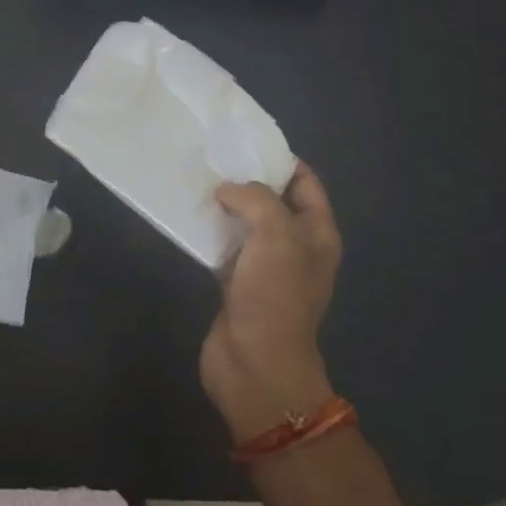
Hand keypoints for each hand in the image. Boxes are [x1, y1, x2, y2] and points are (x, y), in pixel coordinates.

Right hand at [200, 160, 342, 440]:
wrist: (255, 364)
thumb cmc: (274, 296)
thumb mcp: (276, 235)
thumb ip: (254, 199)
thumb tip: (227, 190)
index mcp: (317, 234)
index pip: (305, 183)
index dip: (281, 159)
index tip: (245, 141)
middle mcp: (295, 246)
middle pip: (273, 200)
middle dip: (247, 178)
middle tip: (214, 156)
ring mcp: (265, 266)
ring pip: (246, 222)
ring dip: (225, 204)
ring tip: (196, 179)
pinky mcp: (236, 282)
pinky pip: (225, 245)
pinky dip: (210, 230)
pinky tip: (188, 215)